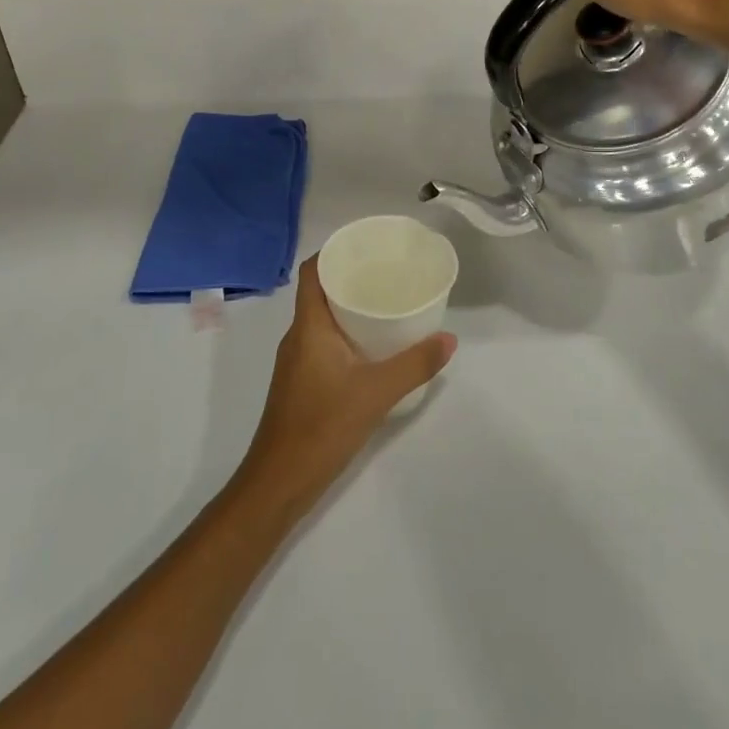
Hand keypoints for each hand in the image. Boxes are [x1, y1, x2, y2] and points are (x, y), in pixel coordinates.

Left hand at [234, 257, 454, 523]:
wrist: (279, 482)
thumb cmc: (321, 427)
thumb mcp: (376, 393)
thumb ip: (415, 365)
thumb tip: (449, 339)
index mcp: (308, 326)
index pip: (313, 272)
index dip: (335, 252)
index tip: (368, 246)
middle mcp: (299, 336)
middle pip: (321, 292)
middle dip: (353, 277)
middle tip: (390, 272)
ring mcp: (298, 361)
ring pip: (324, 319)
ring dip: (352, 307)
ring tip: (389, 302)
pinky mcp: (303, 382)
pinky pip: (326, 342)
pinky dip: (349, 334)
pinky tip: (376, 346)